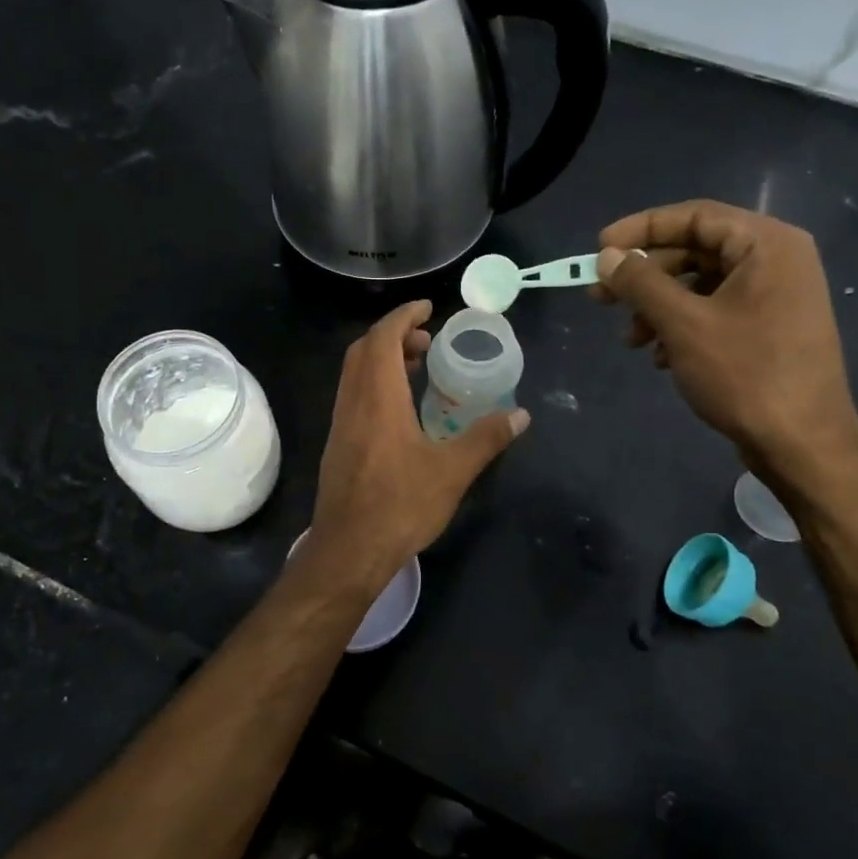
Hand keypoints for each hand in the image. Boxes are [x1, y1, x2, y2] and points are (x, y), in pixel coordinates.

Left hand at [309, 300, 528, 582]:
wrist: (348, 550)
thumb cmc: (400, 506)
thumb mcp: (452, 472)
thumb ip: (485, 438)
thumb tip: (520, 415)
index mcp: (378, 398)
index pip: (383, 338)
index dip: (404, 316)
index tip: (428, 308)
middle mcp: (353, 403)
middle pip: (364, 350)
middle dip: (394, 334)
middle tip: (428, 339)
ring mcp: (340, 425)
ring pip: (355, 374)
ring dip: (382, 359)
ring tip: (418, 368)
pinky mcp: (337, 446)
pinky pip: (353, 396)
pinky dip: (375, 384)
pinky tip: (400, 409)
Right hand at [594, 200, 857, 484]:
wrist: (802, 443)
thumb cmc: (745, 374)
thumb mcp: (683, 324)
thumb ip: (641, 283)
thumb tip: (607, 257)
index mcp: (767, 244)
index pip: (694, 216)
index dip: (641, 229)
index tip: (599, 249)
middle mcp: (776, 260)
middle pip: (695, 251)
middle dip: (645, 276)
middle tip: (600, 296)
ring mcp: (775, 296)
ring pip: (701, 285)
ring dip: (658, 307)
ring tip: (630, 339)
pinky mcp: (769, 329)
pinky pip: (715, 311)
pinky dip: (681, 327)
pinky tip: (660, 357)